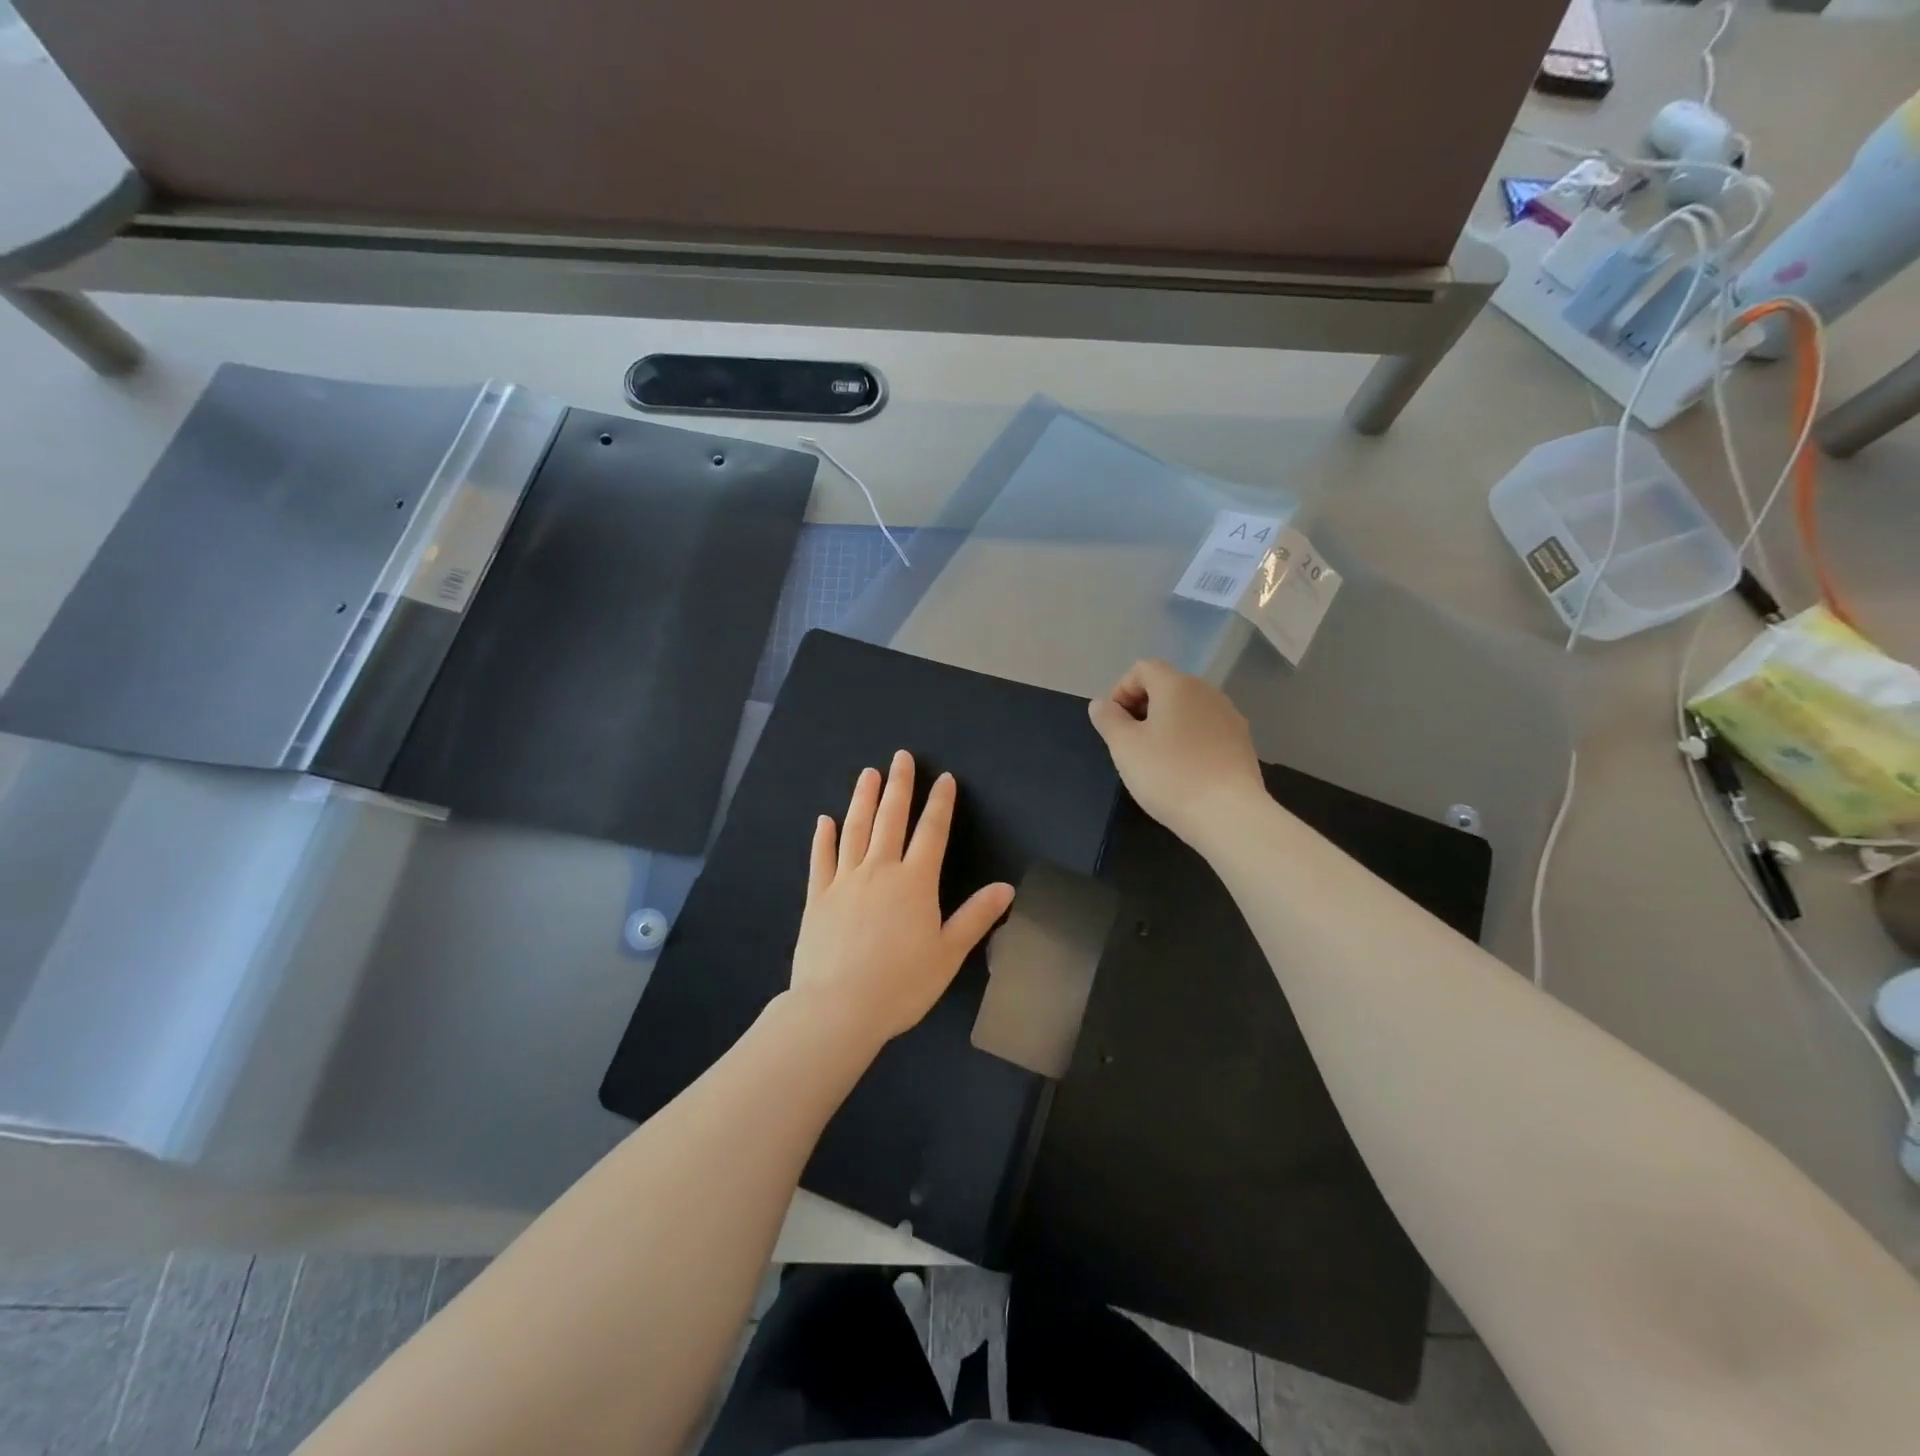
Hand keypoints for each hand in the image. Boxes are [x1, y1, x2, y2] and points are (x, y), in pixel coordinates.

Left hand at [788, 751, 1014, 1048]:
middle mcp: (880, 870)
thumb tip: (1006, 887)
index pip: (932, 832)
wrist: (839, 1007)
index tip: (944, 778)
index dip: (940, 803)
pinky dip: (824, 837)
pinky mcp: (818, 897)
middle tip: (901, 757)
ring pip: (855, 829)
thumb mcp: (949, 953)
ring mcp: (845, 880)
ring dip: (863, 799)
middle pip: (891, 818)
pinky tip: (824, 820)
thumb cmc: (901, 983)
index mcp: (915, 881)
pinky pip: (822, 858)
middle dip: (899, 786)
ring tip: (868, 774)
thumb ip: (976, 917)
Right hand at [1087, 659, 1263, 847]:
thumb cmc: (1168, 774)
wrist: (1228, 814)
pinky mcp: (1242, 742)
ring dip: (1167, 724)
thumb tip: (1102, 703)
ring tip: (1156, 759)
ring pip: (1188, 709)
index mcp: (1176, 685)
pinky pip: (1207, 729)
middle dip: (1143, 708)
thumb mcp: (1124, 747)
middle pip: (1167, 686)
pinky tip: (1184, 770)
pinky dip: (1189, 740)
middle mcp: (1207, 691)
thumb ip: (1108, 718)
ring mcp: (1229, 716)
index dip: (1121, 690)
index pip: (1142, 668)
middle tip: (1130, 743)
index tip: (1114, 723)